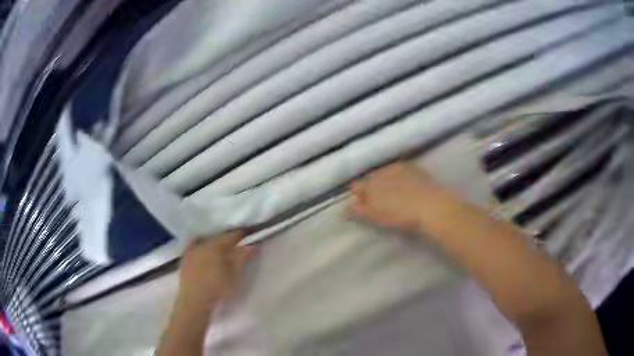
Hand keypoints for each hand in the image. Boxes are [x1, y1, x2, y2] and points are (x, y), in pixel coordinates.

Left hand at [178, 231, 254, 306]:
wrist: (195, 302)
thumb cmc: (217, 289)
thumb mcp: (235, 275)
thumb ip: (243, 258)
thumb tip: (253, 245)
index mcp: (215, 246)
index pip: (231, 235)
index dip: (241, 234)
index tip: (250, 234)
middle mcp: (202, 244)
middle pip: (218, 237)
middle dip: (228, 239)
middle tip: (238, 243)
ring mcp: (191, 251)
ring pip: (206, 241)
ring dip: (215, 243)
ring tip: (222, 249)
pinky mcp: (185, 259)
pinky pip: (194, 246)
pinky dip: (201, 246)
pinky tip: (204, 251)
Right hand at [350, 162, 452, 233]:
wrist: (430, 206)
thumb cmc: (399, 214)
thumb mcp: (374, 216)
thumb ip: (358, 210)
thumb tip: (344, 207)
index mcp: (370, 183)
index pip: (356, 186)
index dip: (358, 195)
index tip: (362, 204)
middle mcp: (382, 171)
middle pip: (372, 178)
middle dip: (373, 187)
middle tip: (380, 201)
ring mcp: (399, 168)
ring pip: (387, 173)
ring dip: (387, 181)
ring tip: (396, 194)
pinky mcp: (415, 168)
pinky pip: (403, 171)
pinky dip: (402, 177)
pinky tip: (409, 187)